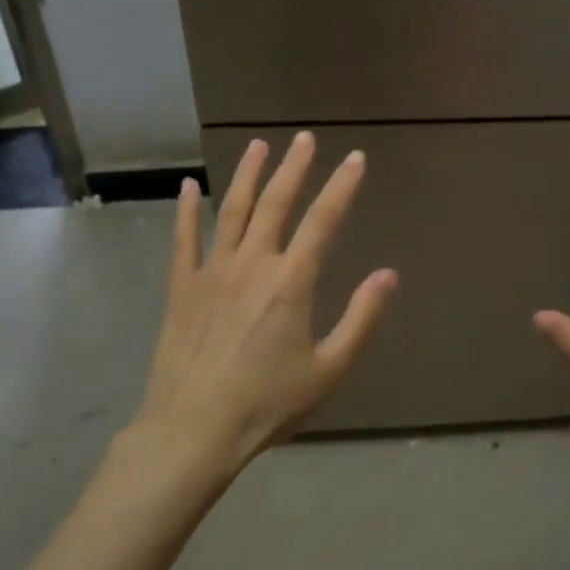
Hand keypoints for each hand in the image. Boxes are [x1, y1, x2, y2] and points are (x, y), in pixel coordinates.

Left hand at [133, 132, 397, 473]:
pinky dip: (187, 210)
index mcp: (291, 282)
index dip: (341, 186)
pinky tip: (190, 185)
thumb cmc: (267, 403)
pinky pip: (184, 239)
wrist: (193, 430)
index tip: (355, 158)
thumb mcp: (328, 369)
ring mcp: (212, 271)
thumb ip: (361, 318)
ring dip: (247, 175)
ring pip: (233, 211)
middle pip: (275, 204)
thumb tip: (388, 275)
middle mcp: (252, 264)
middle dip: (294, 168)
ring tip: (257, 146)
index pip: (322, 221)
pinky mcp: (181, 287)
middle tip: (304, 139)